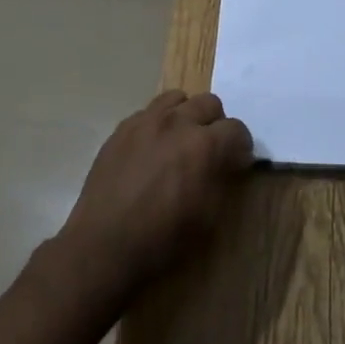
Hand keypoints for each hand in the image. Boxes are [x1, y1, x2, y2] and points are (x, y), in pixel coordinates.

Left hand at [53, 91, 254, 306]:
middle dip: (216, 123)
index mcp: (202, 144)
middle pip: (209, 102)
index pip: (236, 128)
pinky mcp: (122, 128)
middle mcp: (176, 122)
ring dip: (186, 115)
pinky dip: (158, 123)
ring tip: (180, 140)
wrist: (103, 245)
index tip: (237, 161)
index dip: (241, 145)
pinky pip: (148, 111)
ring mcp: (145, 121)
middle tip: (210, 149)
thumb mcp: (207, 217)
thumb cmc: (161, 238)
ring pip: (177, 98)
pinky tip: (152, 148)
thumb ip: (222, 178)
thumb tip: (229, 161)